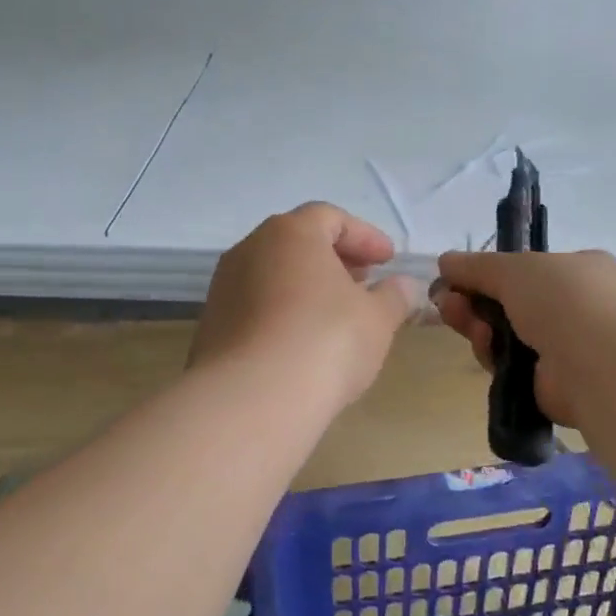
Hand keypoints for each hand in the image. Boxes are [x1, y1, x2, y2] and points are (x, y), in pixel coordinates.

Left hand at [190, 203, 421, 412]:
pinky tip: (301, 343)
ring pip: (273, 275)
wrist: (252, 398)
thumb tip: (403, 286)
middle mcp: (250, 249)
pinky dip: (282, 313)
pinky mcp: (212, 325)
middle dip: (334, 260)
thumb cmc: (326, 341)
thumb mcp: (377, 319)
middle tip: (363, 284)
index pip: (331, 218)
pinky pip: (255, 307)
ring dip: (306, 288)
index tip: (388, 261)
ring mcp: (224, 287)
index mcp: (291, 233)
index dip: (364, 237)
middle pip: (297, 243)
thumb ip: (394, 296)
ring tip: (335, 316)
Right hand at [432, 249, 615, 429]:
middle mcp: (576, 307)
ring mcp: (567, 347)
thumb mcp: (512, 267)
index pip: (527, 270)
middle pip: (509, 303)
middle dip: (473, 301)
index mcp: (579, 270)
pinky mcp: (553, 383)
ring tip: (464, 322)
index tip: (454, 279)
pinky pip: (510, 366)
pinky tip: (485, 345)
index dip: (488, 274)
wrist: (599, 362)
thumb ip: (475, 266)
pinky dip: (492, 355)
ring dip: (478, 326)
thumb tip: (445, 262)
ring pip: (505, 335)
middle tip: (447, 303)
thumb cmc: (563, 298)